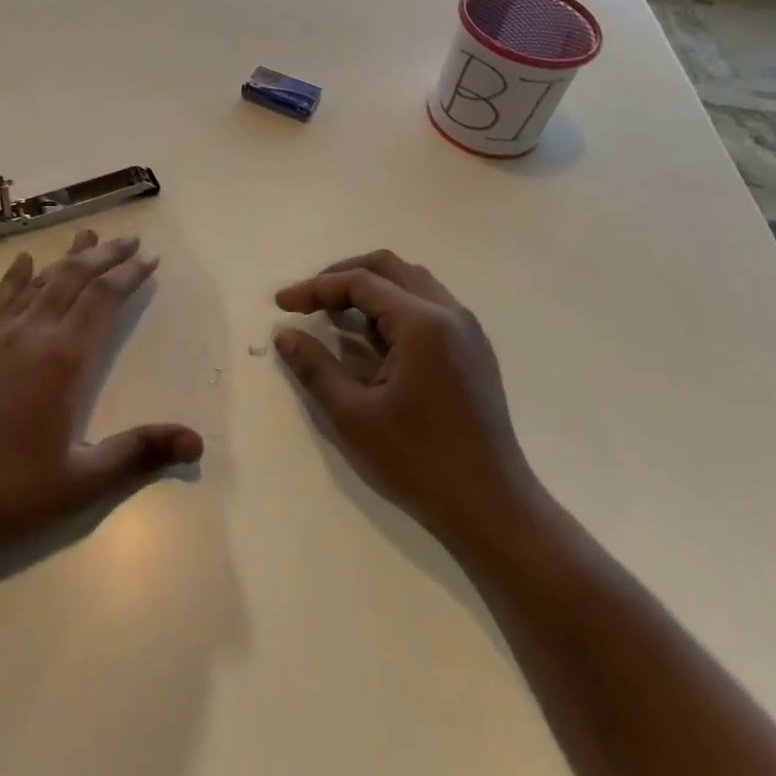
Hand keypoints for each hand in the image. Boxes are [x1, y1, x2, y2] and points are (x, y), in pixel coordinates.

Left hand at [0, 231, 202, 573]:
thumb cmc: (7, 495)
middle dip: (105, 256)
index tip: (149, 258)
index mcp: (64, 361)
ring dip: (65, 258)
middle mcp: (30, 334)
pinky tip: (21, 262)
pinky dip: (14, 277)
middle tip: (128, 239)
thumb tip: (197, 441)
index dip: (129, 275)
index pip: (104, 300)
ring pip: (37, 282)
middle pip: (74, 279)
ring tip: (86, 237)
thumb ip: (139, 454)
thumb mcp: (81, 483)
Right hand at [275, 251, 538, 549]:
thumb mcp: (355, 417)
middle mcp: (449, 313)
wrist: (493, 508)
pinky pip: (428, 304)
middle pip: (389, 267)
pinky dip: (394, 305)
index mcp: (423, 323)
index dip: (316, 288)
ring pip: (411, 282)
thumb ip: (316, 368)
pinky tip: (375, 337)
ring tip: (337, 314)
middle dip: (343, 275)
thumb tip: (284, 335)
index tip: (282, 304)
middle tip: (310, 299)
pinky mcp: (473, 349)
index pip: (360, 282)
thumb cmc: (420, 461)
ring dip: (371, 287)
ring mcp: (467, 330)